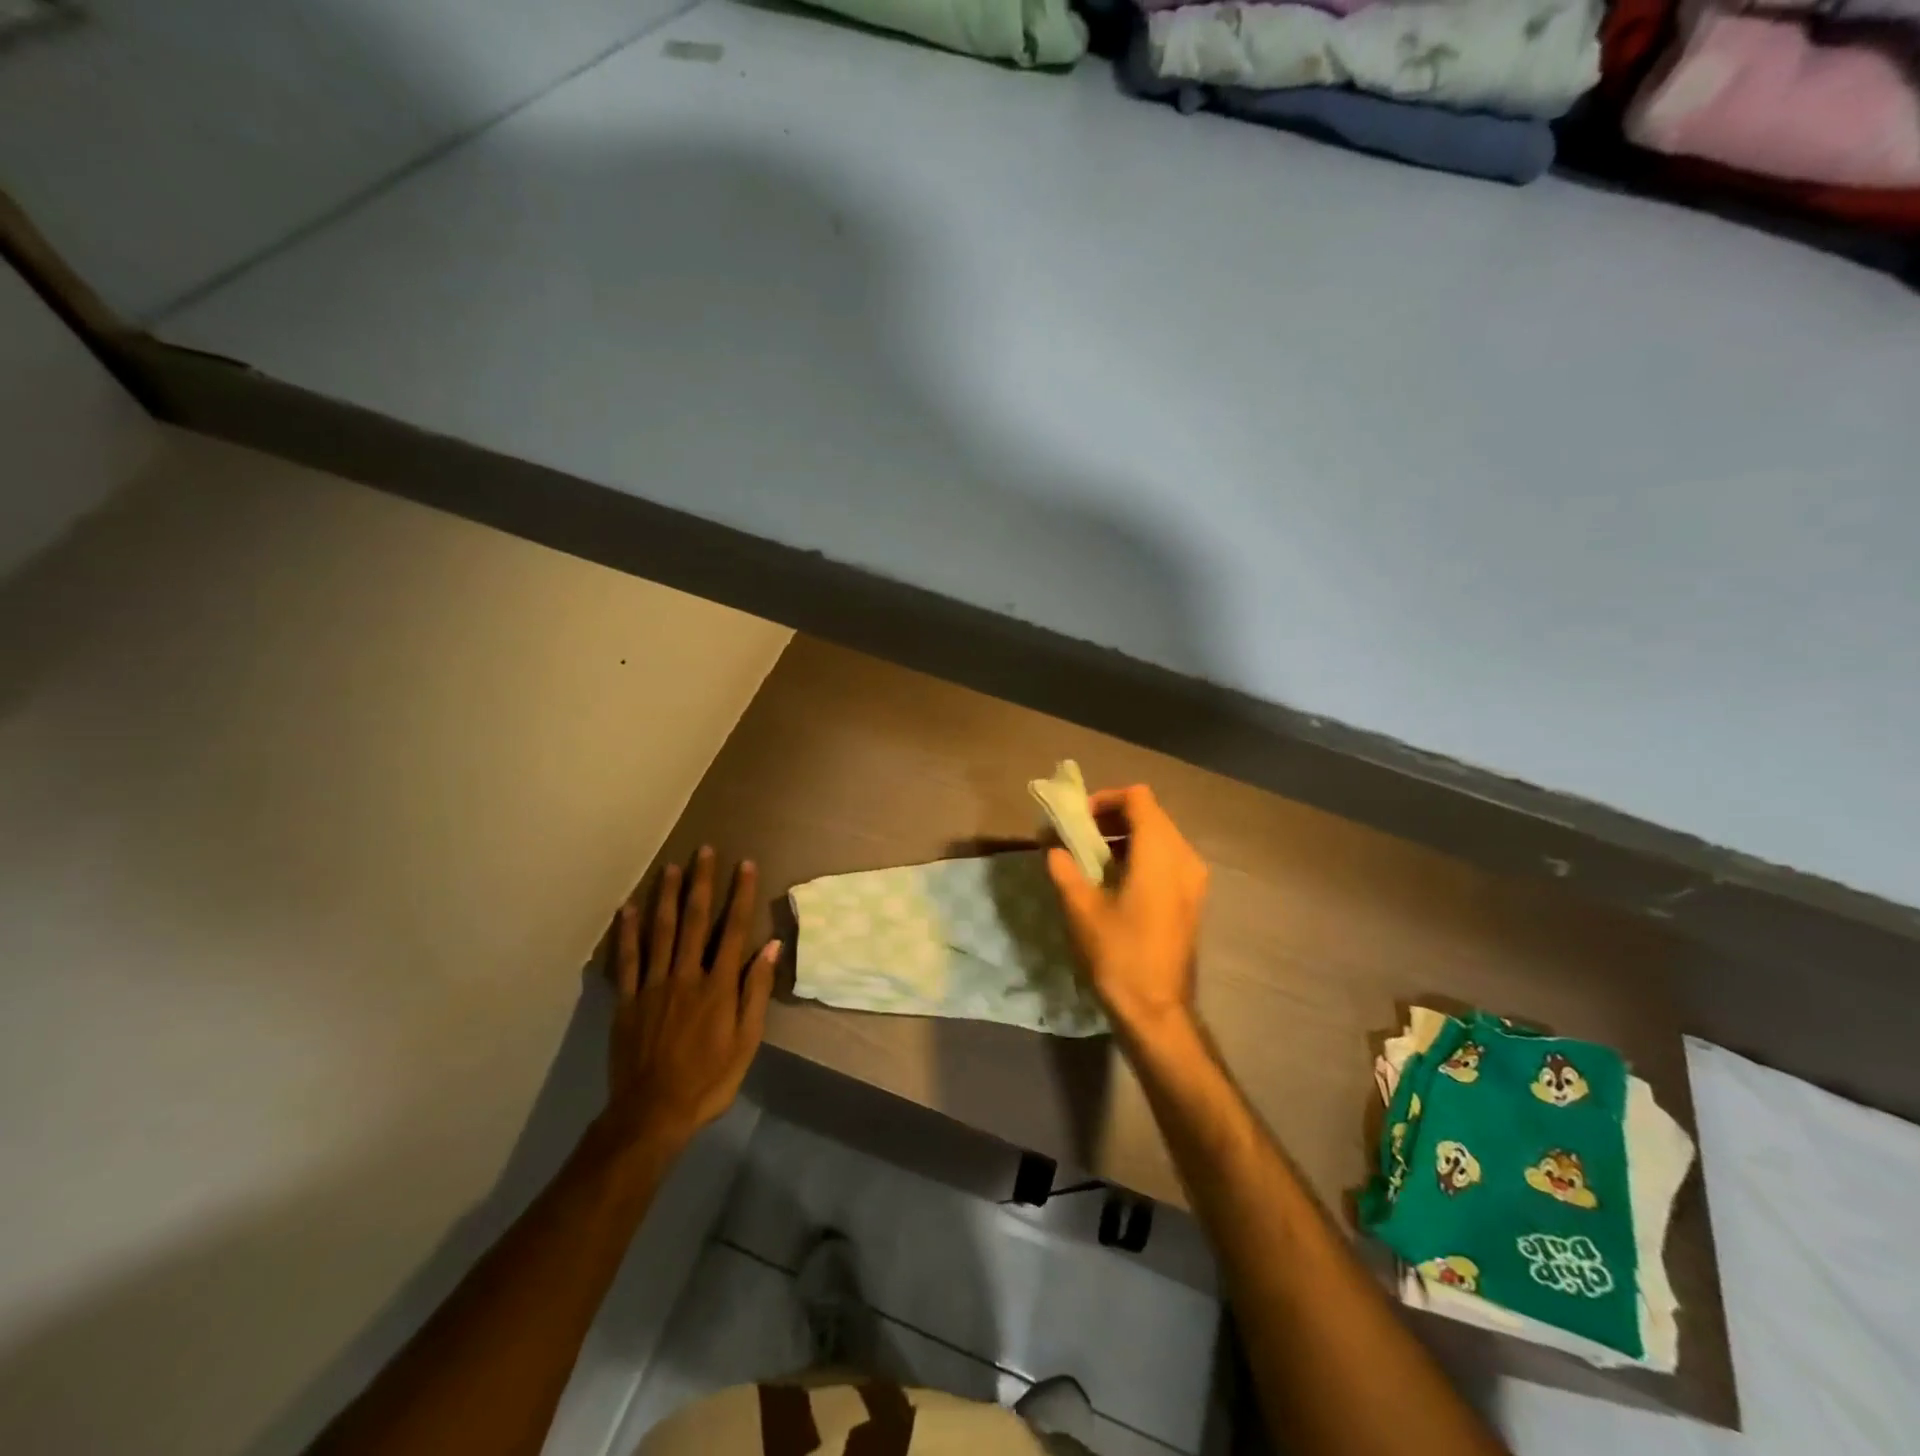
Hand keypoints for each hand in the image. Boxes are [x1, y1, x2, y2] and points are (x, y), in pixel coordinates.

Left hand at [603, 847, 779, 1151]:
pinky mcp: (628, 1000)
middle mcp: (686, 975)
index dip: (740, 894)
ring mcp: (653, 986)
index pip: (732, 929)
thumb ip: (756, 991)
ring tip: (670, 866)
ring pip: (659, 931)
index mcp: (718, 986)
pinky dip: (627, 932)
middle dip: (701, 882)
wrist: (652, 1114)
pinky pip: (627, 960)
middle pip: (694, 920)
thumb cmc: (709, 1079)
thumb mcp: (746, 1041)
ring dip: (665, 896)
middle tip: (704, 851)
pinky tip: (628, 908)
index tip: (744, 865)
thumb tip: (771, 947)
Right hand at [1047, 784, 1208, 1042]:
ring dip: (1126, 837)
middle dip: (1113, 817)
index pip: (1138, 798)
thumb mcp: (1081, 910)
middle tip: (1080, 836)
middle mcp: (1184, 857)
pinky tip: (1116, 881)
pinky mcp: (1192, 899)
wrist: (1157, 1011)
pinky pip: (1167, 859)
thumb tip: (1054, 849)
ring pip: (1160, 837)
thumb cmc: (1119, 955)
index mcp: (1160, 852)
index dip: (1106, 799)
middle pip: (1151, 814)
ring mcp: (1194, 879)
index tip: (1079, 820)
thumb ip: (1065, 870)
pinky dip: (1141, 856)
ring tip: (1093, 859)